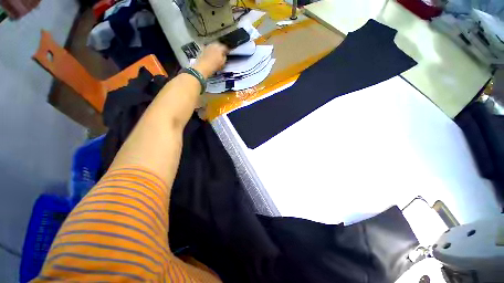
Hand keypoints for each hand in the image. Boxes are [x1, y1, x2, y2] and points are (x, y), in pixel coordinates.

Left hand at [193, 43, 227, 78]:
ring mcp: (207, 46)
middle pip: (219, 44)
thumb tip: (224, 56)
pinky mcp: (202, 49)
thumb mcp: (222, 63)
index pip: (225, 47)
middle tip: (222, 53)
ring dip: (215, 49)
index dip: (227, 50)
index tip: (228, 52)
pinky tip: (210, 55)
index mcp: (220, 48)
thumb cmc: (213, 66)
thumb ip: (224, 57)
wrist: (203, 68)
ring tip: (216, 55)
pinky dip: (210, 51)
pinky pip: (208, 48)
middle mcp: (213, 45)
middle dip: (220, 48)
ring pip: (213, 45)